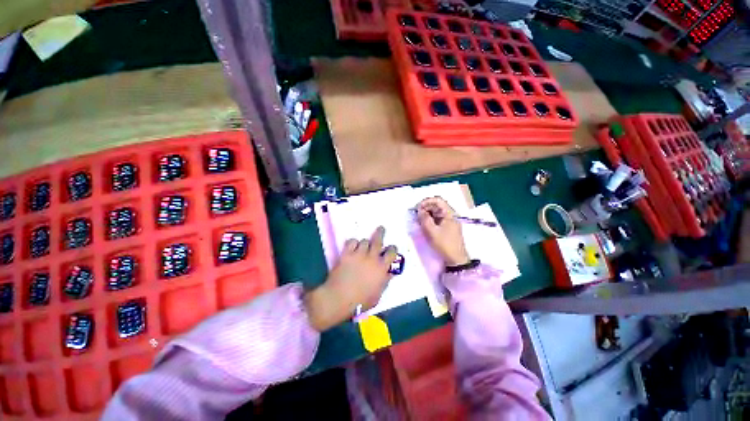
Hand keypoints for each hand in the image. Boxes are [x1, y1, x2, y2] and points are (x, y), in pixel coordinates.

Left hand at [304, 227, 397, 331]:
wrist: (339, 299)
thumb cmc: (360, 301)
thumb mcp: (378, 294)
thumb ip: (385, 282)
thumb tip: (390, 273)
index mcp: (382, 268)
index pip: (391, 253)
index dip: (392, 249)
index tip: (391, 248)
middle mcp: (372, 258)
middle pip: (378, 240)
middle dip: (381, 232)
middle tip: (381, 228)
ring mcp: (358, 254)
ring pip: (364, 241)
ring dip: (365, 243)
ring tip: (363, 246)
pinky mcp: (346, 254)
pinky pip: (351, 242)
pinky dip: (353, 243)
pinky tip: (352, 247)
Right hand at [417, 197, 469, 265]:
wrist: (456, 260)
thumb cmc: (444, 244)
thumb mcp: (432, 232)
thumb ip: (424, 219)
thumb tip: (420, 210)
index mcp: (449, 214)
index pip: (438, 200)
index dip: (427, 201)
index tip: (418, 208)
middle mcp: (450, 216)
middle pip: (437, 206)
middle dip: (426, 208)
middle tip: (417, 215)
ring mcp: (450, 222)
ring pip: (437, 213)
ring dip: (427, 214)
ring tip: (419, 220)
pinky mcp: (448, 228)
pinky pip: (438, 220)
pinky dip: (431, 220)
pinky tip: (425, 225)